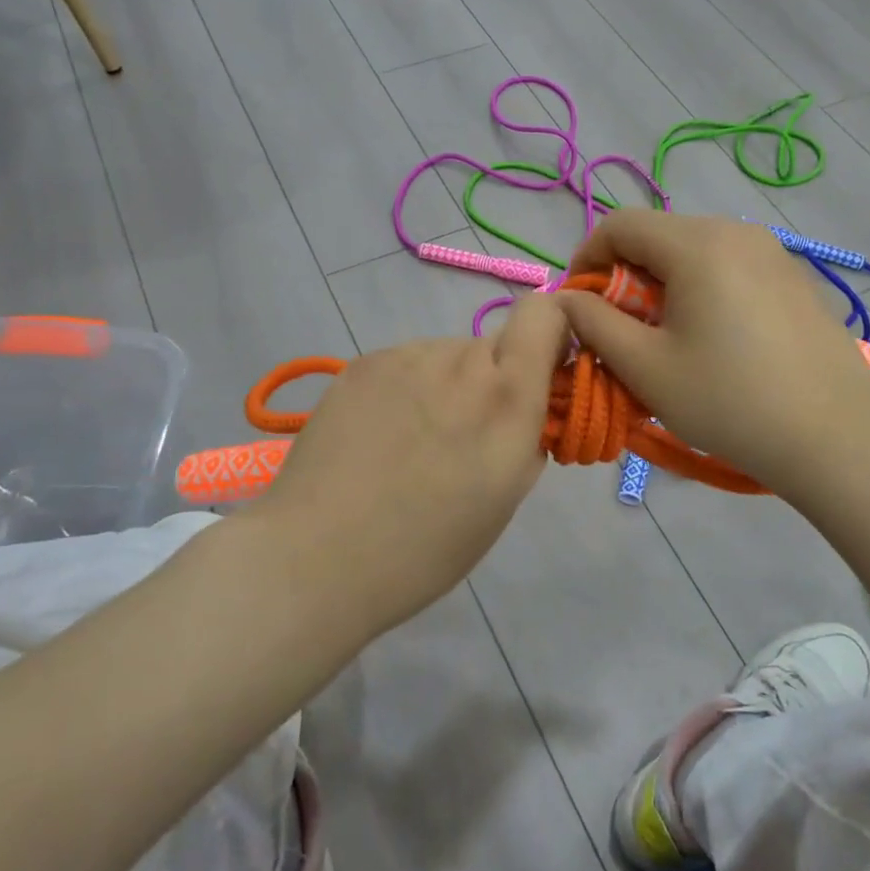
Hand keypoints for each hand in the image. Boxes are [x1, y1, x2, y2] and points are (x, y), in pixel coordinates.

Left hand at [246, 294, 569, 633]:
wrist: (317, 557)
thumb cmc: (426, 547)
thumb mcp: (506, 497)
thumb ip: (529, 434)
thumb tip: (530, 406)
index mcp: (507, 395)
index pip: (545, 313)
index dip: (553, 332)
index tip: (544, 374)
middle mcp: (459, 360)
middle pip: (493, 346)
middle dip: (492, 381)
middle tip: (463, 438)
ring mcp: (405, 357)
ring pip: (446, 356)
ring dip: (446, 386)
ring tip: (412, 444)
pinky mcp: (361, 363)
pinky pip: (405, 365)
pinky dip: (407, 390)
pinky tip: (379, 437)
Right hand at [559, 212, 869, 504]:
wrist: (836, 437)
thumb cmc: (729, 401)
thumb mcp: (645, 367)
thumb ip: (594, 324)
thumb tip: (566, 299)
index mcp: (697, 244)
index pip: (620, 224)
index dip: (587, 258)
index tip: (579, 305)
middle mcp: (737, 231)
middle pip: (659, 235)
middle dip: (626, 276)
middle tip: (621, 331)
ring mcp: (773, 252)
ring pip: (695, 252)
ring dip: (664, 285)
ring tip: (666, 339)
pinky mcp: (795, 278)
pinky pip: (731, 268)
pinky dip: (703, 290)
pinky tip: (714, 341)